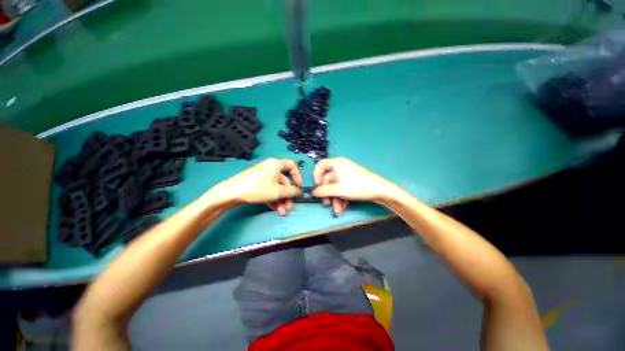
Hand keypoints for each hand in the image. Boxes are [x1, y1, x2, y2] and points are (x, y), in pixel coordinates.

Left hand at [211, 158, 301, 214]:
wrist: (231, 193)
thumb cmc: (257, 188)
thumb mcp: (278, 191)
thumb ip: (291, 191)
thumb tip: (299, 191)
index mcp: (276, 165)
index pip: (292, 166)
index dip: (297, 176)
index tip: (299, 187)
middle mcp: (270, 168)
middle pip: (284, 181)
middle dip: (287, 196)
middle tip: (289, 207)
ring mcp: (263, 176)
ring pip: (277, 188)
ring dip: (281, 200)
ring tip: (281, 212)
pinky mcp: (257, 184)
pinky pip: (269, 190)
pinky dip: (273, 199)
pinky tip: (274, 209)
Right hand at [313, 157, 394, 214]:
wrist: (380, 191)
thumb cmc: (357, 186)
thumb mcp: (338, 189)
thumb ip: (323, 191)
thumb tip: (313, 192)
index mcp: (336, 164)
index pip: (320, 165)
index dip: (316, 176)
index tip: (318, 187)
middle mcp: (340, 167)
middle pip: (328, 180)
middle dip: (328, 194)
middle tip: (327, 204)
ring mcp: (347, 175)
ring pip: (335, 187)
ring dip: (335, 199)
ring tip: (338, 210)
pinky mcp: (352, 182)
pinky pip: (342, 189)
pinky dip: (341, 198)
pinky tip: (343, 208)